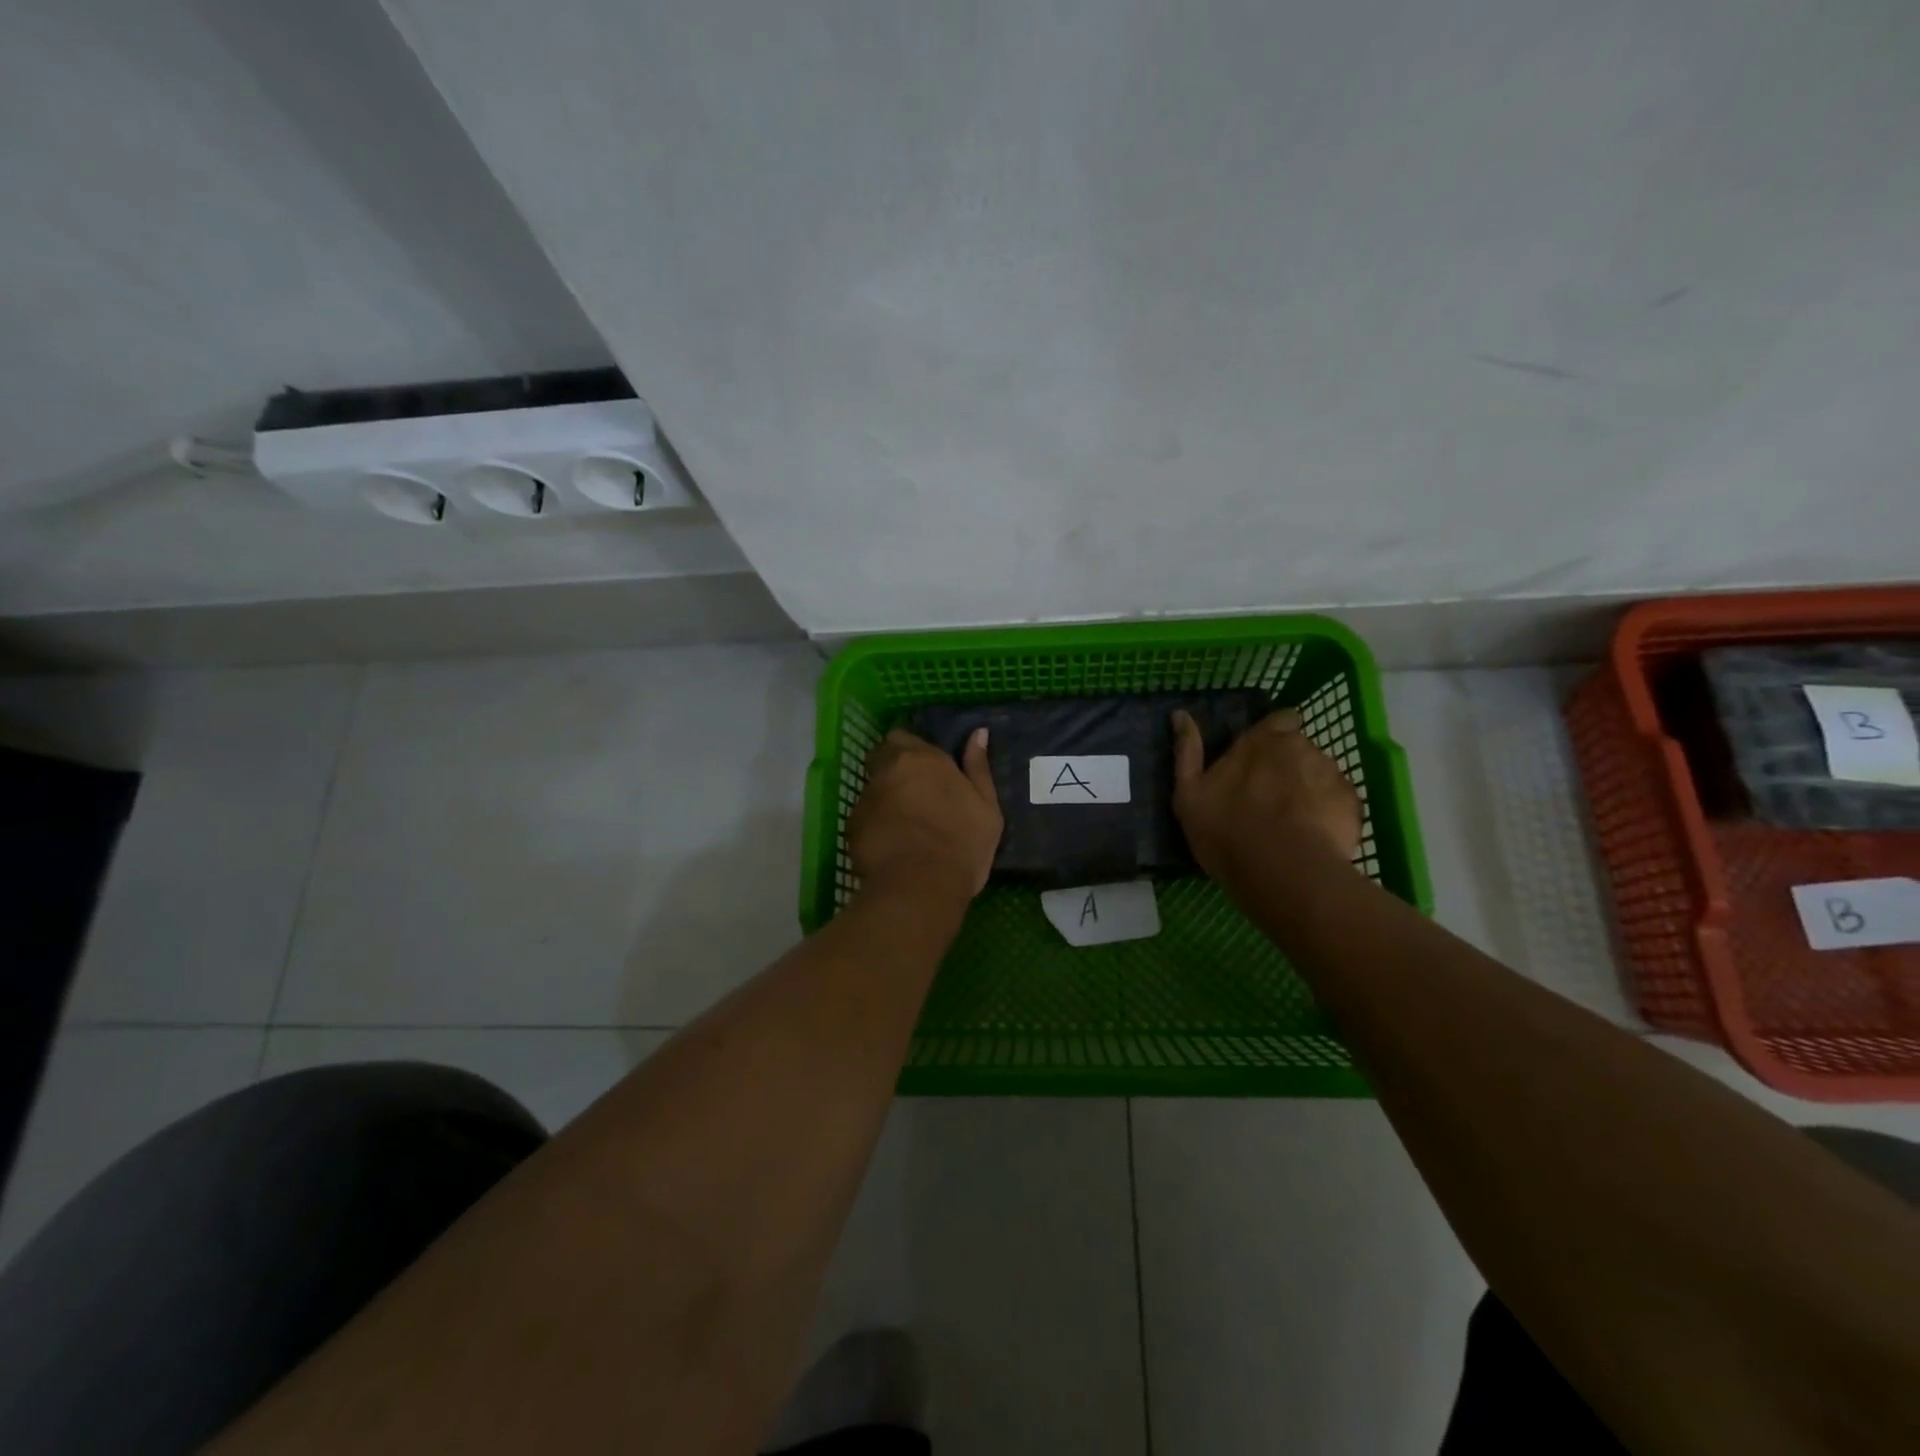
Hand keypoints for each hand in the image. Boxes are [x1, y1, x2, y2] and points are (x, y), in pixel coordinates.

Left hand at [849, 727, 1003, 899]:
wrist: (920, 886)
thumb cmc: (962, 843)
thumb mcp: (986, 806)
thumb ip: (978, 767)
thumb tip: (978, 733)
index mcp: (923, 759)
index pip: (904, 738)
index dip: (912, 751)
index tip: (926, 768)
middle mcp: (888, 770)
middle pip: (881, 758)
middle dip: (893, 770)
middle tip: (914, 794)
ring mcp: (866, 798)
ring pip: (872, 790)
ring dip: (884, 800)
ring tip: (904, 827)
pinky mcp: (851, 827)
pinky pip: (863, 818)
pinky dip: (874, 826)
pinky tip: (891, 847)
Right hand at [1171, 708, 1361, 880]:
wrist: (1283, 873)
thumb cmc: (1227, 831)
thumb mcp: (1189, 794)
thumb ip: (1187, 751)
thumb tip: (1180, 713)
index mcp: (1261, 740)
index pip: (1280, 719)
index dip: (1273, 734)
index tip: (1260, 758)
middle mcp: (1301, 747)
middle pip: (1300, 747)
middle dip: (1289, 764)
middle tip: (1270, 797)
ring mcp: (1332, 774)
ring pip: (1320, 773)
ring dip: (1308, 787)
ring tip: (1293, 821)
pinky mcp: (1353, 803)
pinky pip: (1339, 800)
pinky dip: (1328, 812)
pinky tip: (1313, 836)